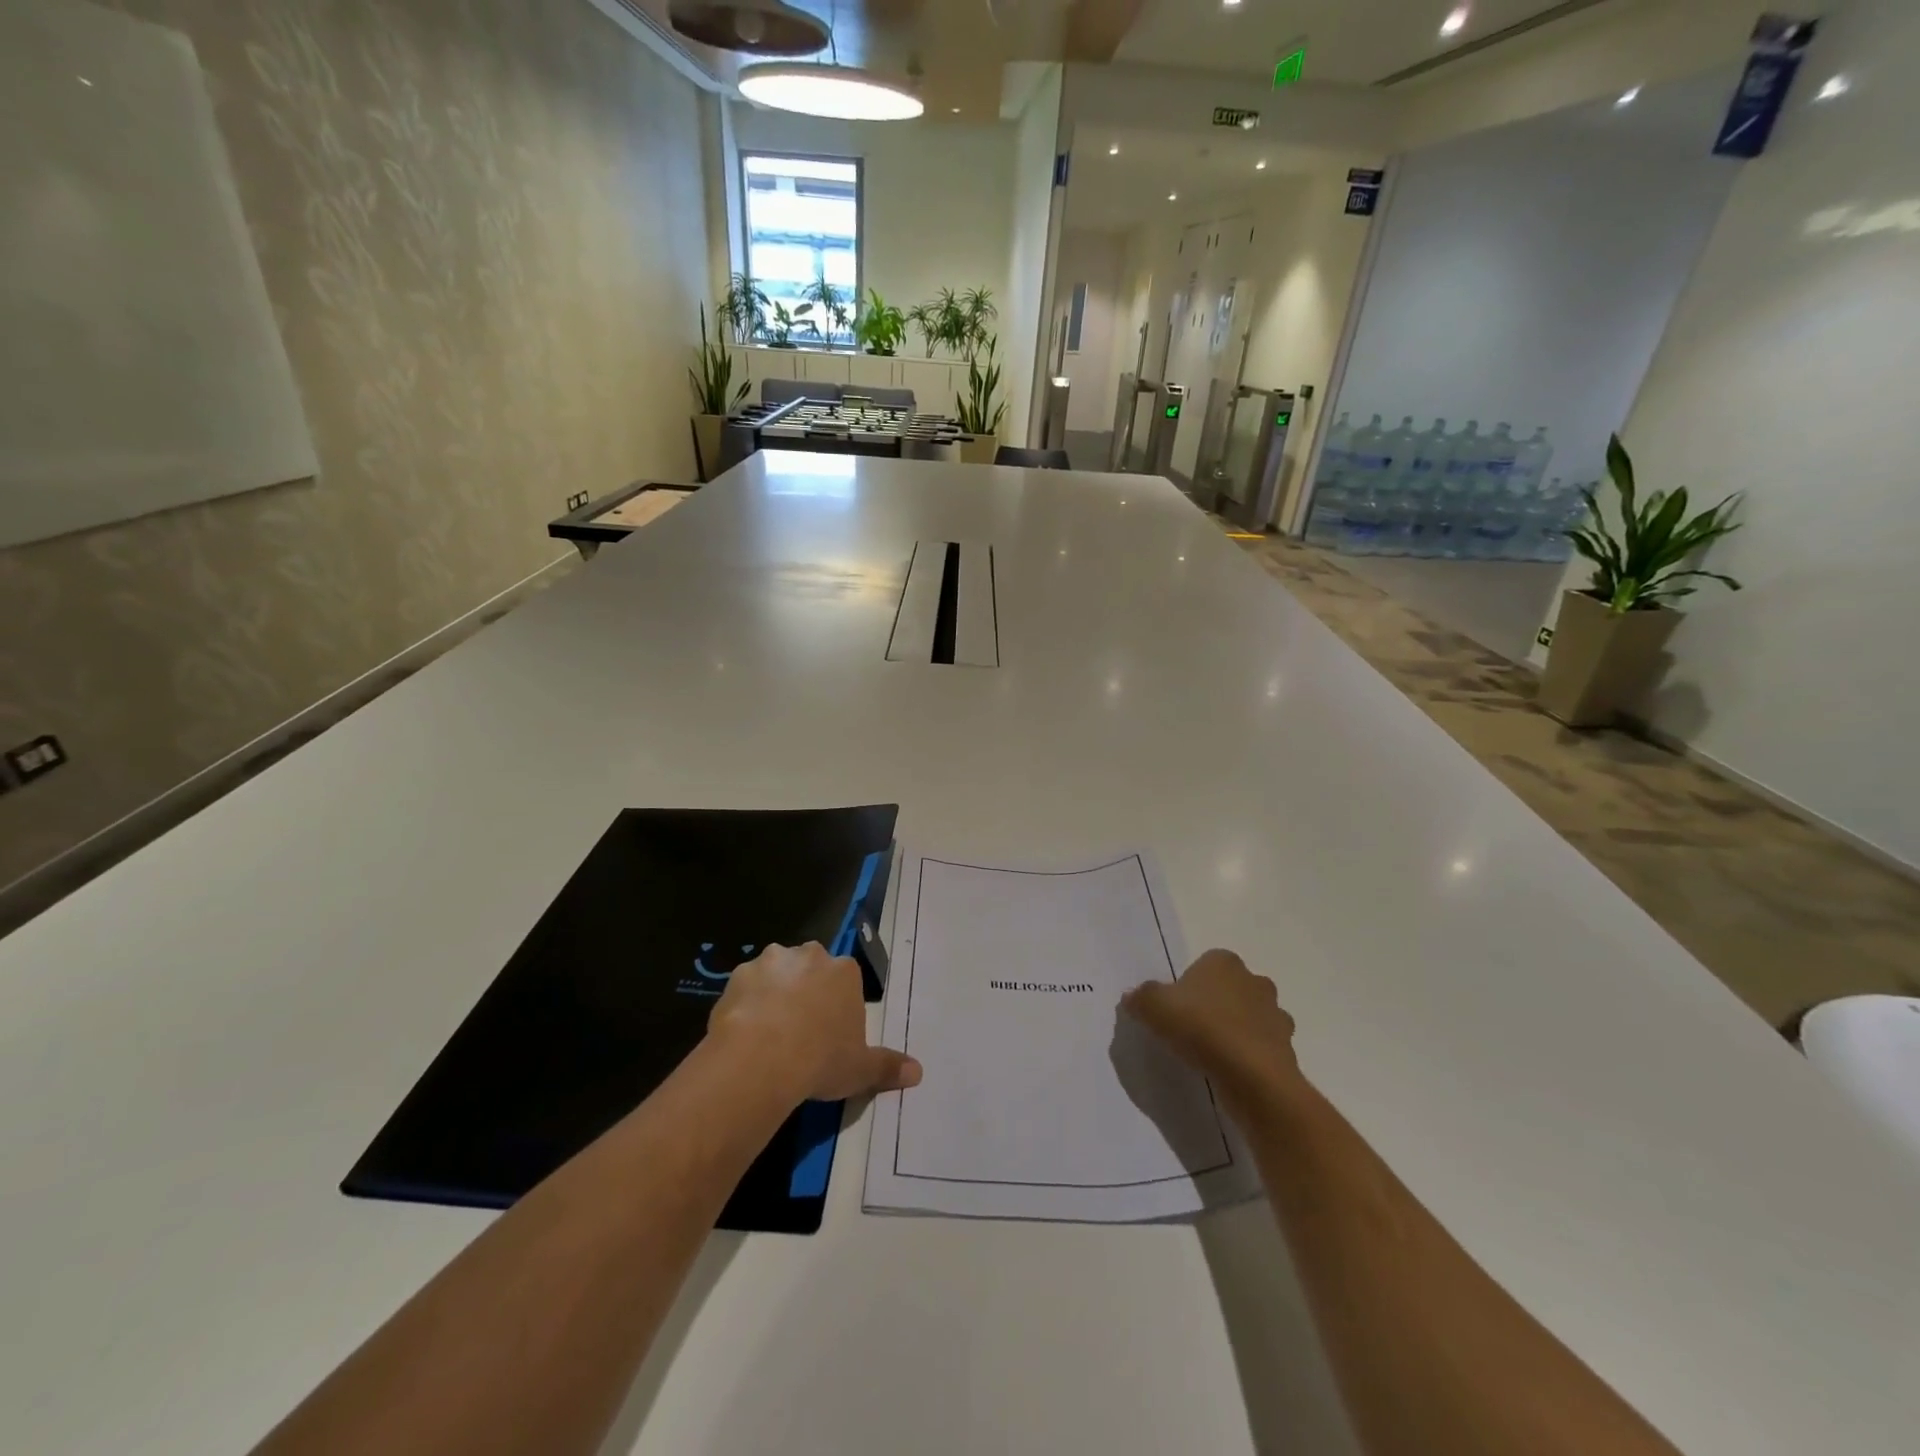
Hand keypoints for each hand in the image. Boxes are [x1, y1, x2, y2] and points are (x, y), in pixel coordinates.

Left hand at [708, 942, 922, 1103]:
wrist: (761, 1059)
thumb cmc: (821, 1059)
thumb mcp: (861, 1069)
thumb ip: (888, 1066)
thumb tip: (918, 1072)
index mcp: (844, 971)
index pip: (845, 978)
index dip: (838, 1004)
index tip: (830, 1031)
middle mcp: (810, 956)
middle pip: (811, 967)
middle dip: (806, 989)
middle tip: (800, 1029)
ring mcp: (771, 961)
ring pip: (776, 972)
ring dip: (774, 992)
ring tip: (768, 1032)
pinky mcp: (738, 975)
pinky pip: (745, 987)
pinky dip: (745, 1003)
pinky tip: (743, 1032)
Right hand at [1121, 949, 1298, 1105]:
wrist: (1251, 1075)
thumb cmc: (1200, 1027)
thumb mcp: (1153, 1007)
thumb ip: (1141, 998)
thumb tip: (1132, 996)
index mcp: (1224, 962)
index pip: (1206, 964)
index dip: (1190, 984)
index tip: (1177, 1008)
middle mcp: (1254, 980)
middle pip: (1231, 988)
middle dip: (1217, 1004)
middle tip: (1193, 1029)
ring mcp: (1275, 1014)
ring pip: (1251, 1016)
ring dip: (1237, 1029)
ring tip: (1213, 1053)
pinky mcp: (1287, 1047)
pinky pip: (1263, 1046)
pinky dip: (1250, 1054)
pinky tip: (1231, 1070)